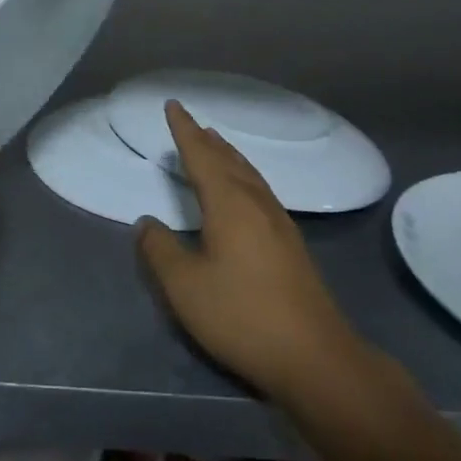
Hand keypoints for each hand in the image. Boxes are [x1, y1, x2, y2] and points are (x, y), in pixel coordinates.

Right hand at [136, 101, 360, 399]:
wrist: (314, 355)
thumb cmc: (242, 316)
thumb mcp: (185, 286)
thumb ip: (160, 250)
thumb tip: (146, 222)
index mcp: (229, 204)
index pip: (201, 156)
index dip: (184, 131)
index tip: (173, 105)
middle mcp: (256, 203)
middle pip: (228, 160)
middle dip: (207, 139)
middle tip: (192, 122)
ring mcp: (279, 222)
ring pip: (249, 174)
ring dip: (229, 155)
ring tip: (216, 143)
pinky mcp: (291, 243)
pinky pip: (260, 190)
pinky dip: (244, 175)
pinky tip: (245, 190)